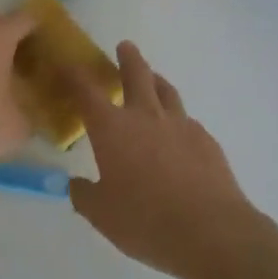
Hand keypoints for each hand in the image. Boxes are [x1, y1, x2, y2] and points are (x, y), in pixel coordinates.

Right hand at [66, 42, 259, 278]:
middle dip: (127, 58)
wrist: (212, 231)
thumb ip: (85, 196)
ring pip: (166, 91)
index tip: (65, 64)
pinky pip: (187, 120)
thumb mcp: (103, 215)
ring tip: (153, 78)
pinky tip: (177, 133)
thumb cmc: (147, 221)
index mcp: (112, 129)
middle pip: (135, 74)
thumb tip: (75, 184)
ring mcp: (180, 125)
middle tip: (125, 47)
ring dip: (156, 80)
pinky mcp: (206, 140)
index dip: (73, 75)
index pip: (85, 91)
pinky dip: (177, 119)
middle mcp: (145, 116)